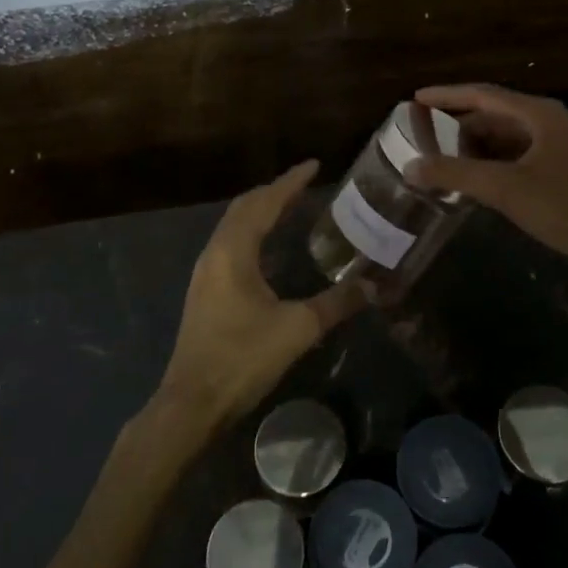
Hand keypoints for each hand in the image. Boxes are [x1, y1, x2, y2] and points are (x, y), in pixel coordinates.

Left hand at [155, 160, 362, 431]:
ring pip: (233, 225)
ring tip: (288, 206)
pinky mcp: (204, 290)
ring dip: (259, 210)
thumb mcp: (297, 329)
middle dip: (273, 191)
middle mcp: (215, 252)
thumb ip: (336, 303)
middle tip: (303, 184)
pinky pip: (229, 243)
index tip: (313, 165)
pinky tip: (267, 247)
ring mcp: (205, 272)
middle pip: (244, 208)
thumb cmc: (243, 358)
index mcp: (234, 251)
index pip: (265, 203)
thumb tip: (374, 287)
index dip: (290, 182)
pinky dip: (250, 231)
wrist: (193, 401)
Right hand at [407, 84, 567, 276]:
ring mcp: (558, 144)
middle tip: (424, 136)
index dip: (447, 95)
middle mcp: (549, 121)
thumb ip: (454, 174)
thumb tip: (410, 166)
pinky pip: (516, 154)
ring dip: (474, 146)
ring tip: (442, 159)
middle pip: (494, 114)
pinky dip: (491, 161)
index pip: (483, 94)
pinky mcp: (560, 167)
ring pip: (505, 136)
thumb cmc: (561, 207)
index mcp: (539, 114)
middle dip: (458, 126)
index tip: (416, 98)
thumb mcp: (503, 188)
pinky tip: (473, 178)